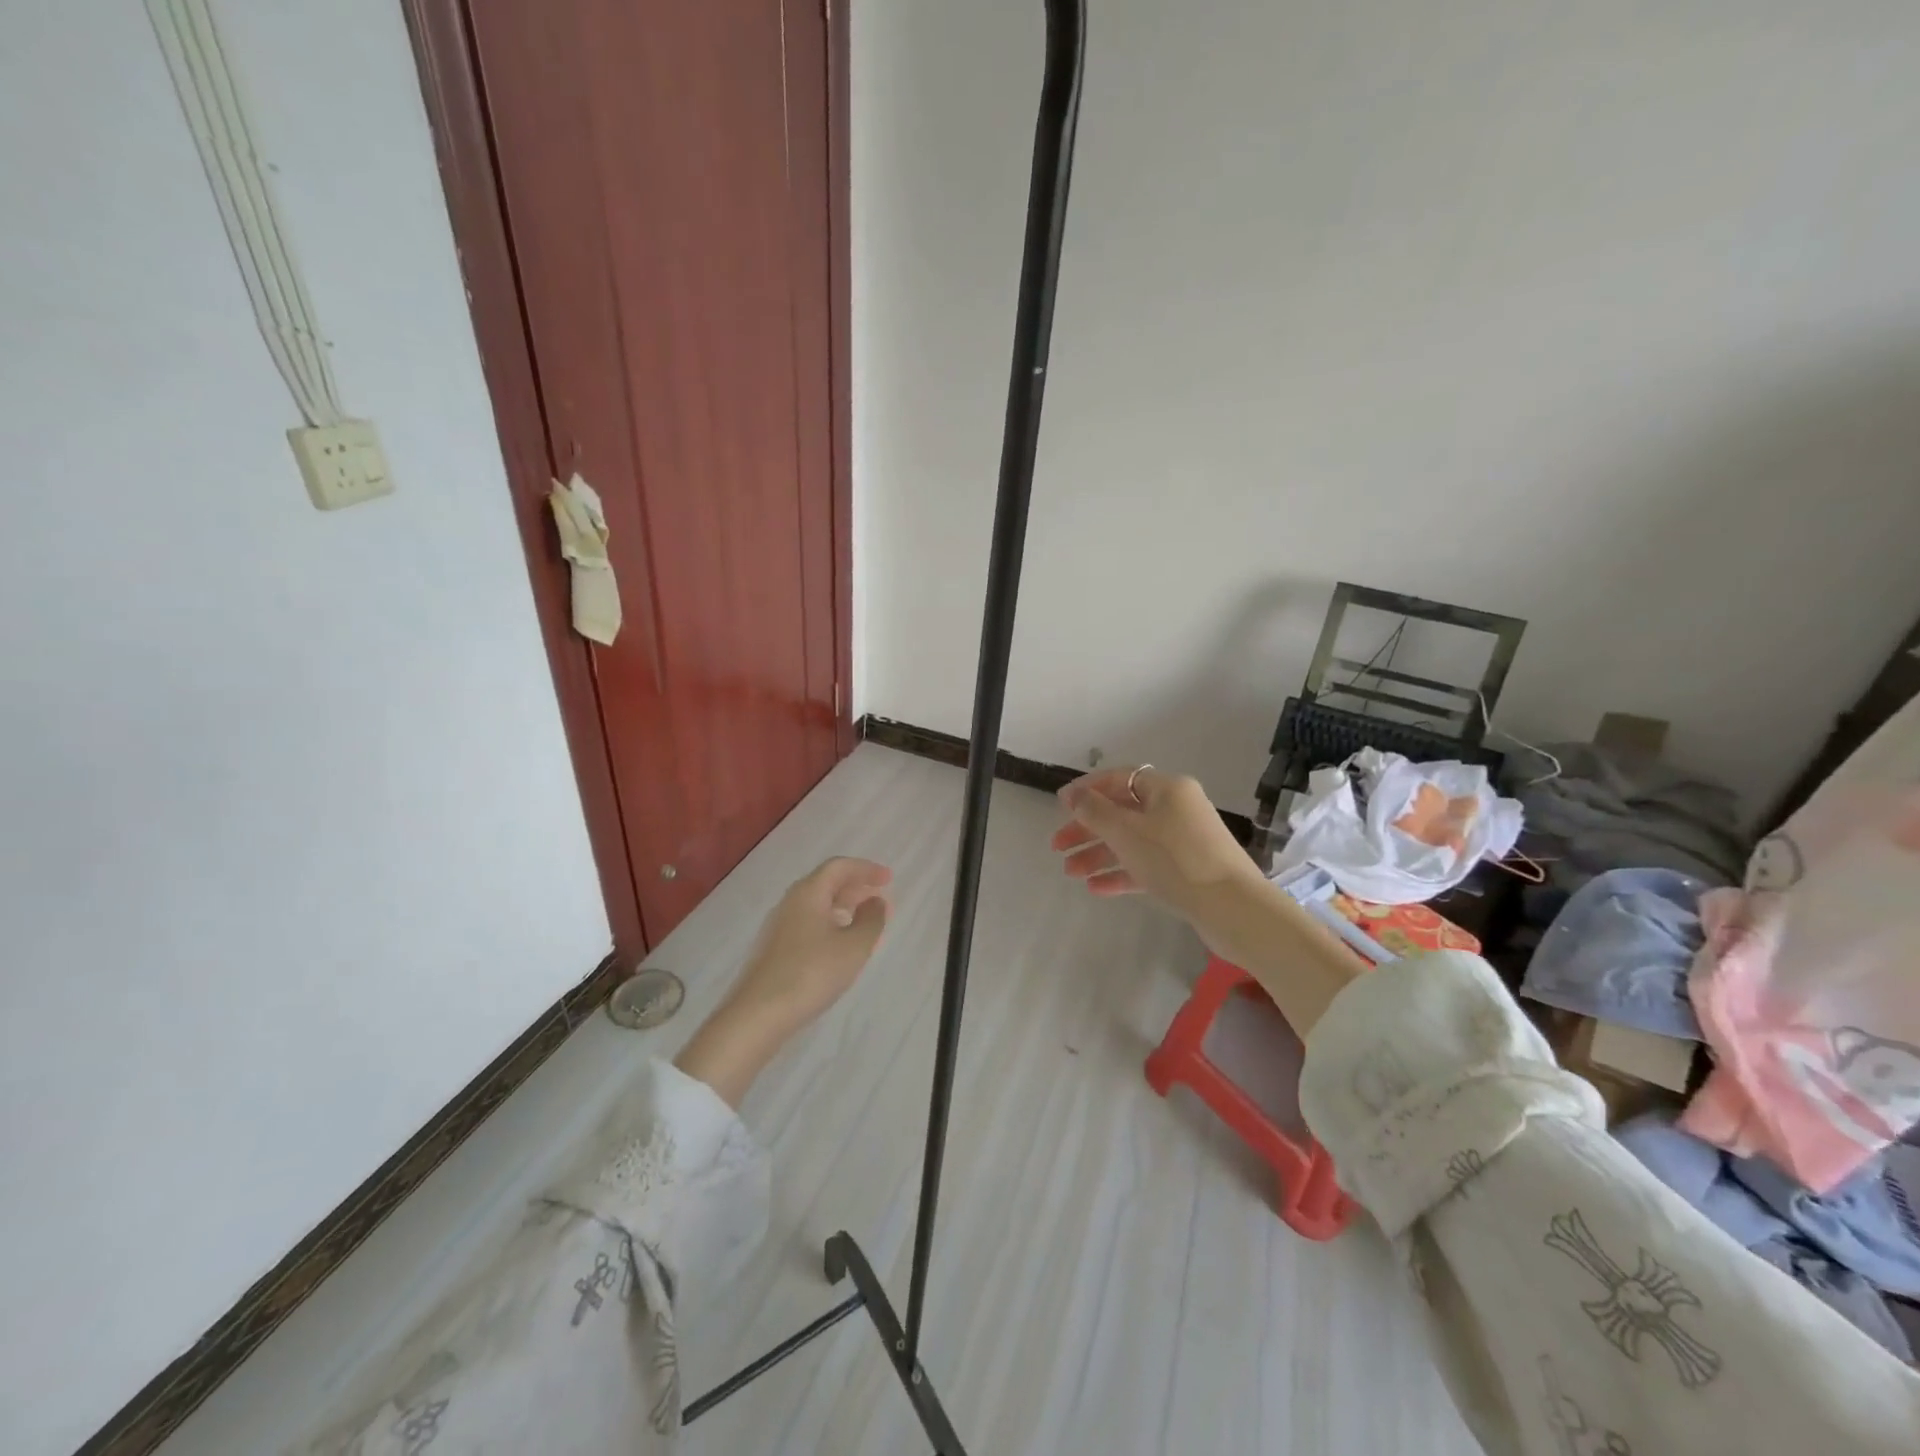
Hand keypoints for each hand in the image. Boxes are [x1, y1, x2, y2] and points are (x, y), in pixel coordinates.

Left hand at [674, 858, 891, 1105]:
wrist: (758, 1014)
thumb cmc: (811, 973)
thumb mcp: (854, 947)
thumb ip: (871, 920)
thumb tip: (876, 902)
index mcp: (808, 893)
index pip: (839, 867)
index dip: (865, 869)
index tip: (888, 879)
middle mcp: (790, 902)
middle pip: (825, 883)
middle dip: (854, 887)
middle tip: (878, 899)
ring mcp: (778, 926)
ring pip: (815, 904)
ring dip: (842, 906)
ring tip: (863, 922)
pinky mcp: (773, 949)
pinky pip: (807, 922)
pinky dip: (828, 923)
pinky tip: (838, 945)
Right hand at [1051, 766, 1262, 922]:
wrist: (1232, 908)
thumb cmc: (1175, 859)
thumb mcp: (1126, 831)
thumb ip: (1094, 811)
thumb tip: (1072, 794)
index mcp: (1167, 789)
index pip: (1120, 779)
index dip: (1088, 789)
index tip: (1060, 806)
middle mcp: (1177, 809)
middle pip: (1123, 812)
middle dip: (1088, 829)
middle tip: (1058, 846)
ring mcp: (1183, 841)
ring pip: (1132, 842)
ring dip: (1099, 854)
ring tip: (1070, 873)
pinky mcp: (1187, 872)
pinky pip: (1146, 865)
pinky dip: (1121, 873)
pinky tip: (1095, 888)